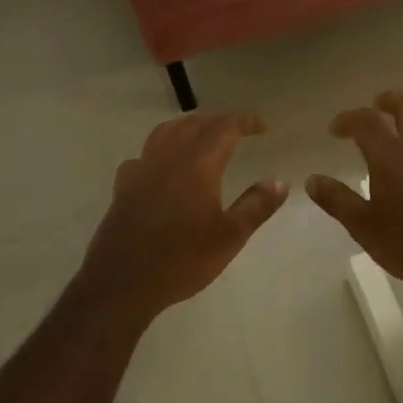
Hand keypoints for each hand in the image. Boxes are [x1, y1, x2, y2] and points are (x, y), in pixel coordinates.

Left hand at [76, 111, 287, 318]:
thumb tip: (279, 182)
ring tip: (202, 136)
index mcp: (198, 164)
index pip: (224, 127)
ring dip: (188, 127)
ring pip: (166, 132)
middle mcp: (169, 157)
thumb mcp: (230, 237)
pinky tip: (163, 166)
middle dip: (219, 122)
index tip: (262, 126)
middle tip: (237, 131)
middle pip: (195, 124)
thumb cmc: (183, 259)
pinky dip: (160, 149)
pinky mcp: (124, 185)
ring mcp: (142, 168)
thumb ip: (256, 206)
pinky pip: (144, 154)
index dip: (245, 121)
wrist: (123, 281)